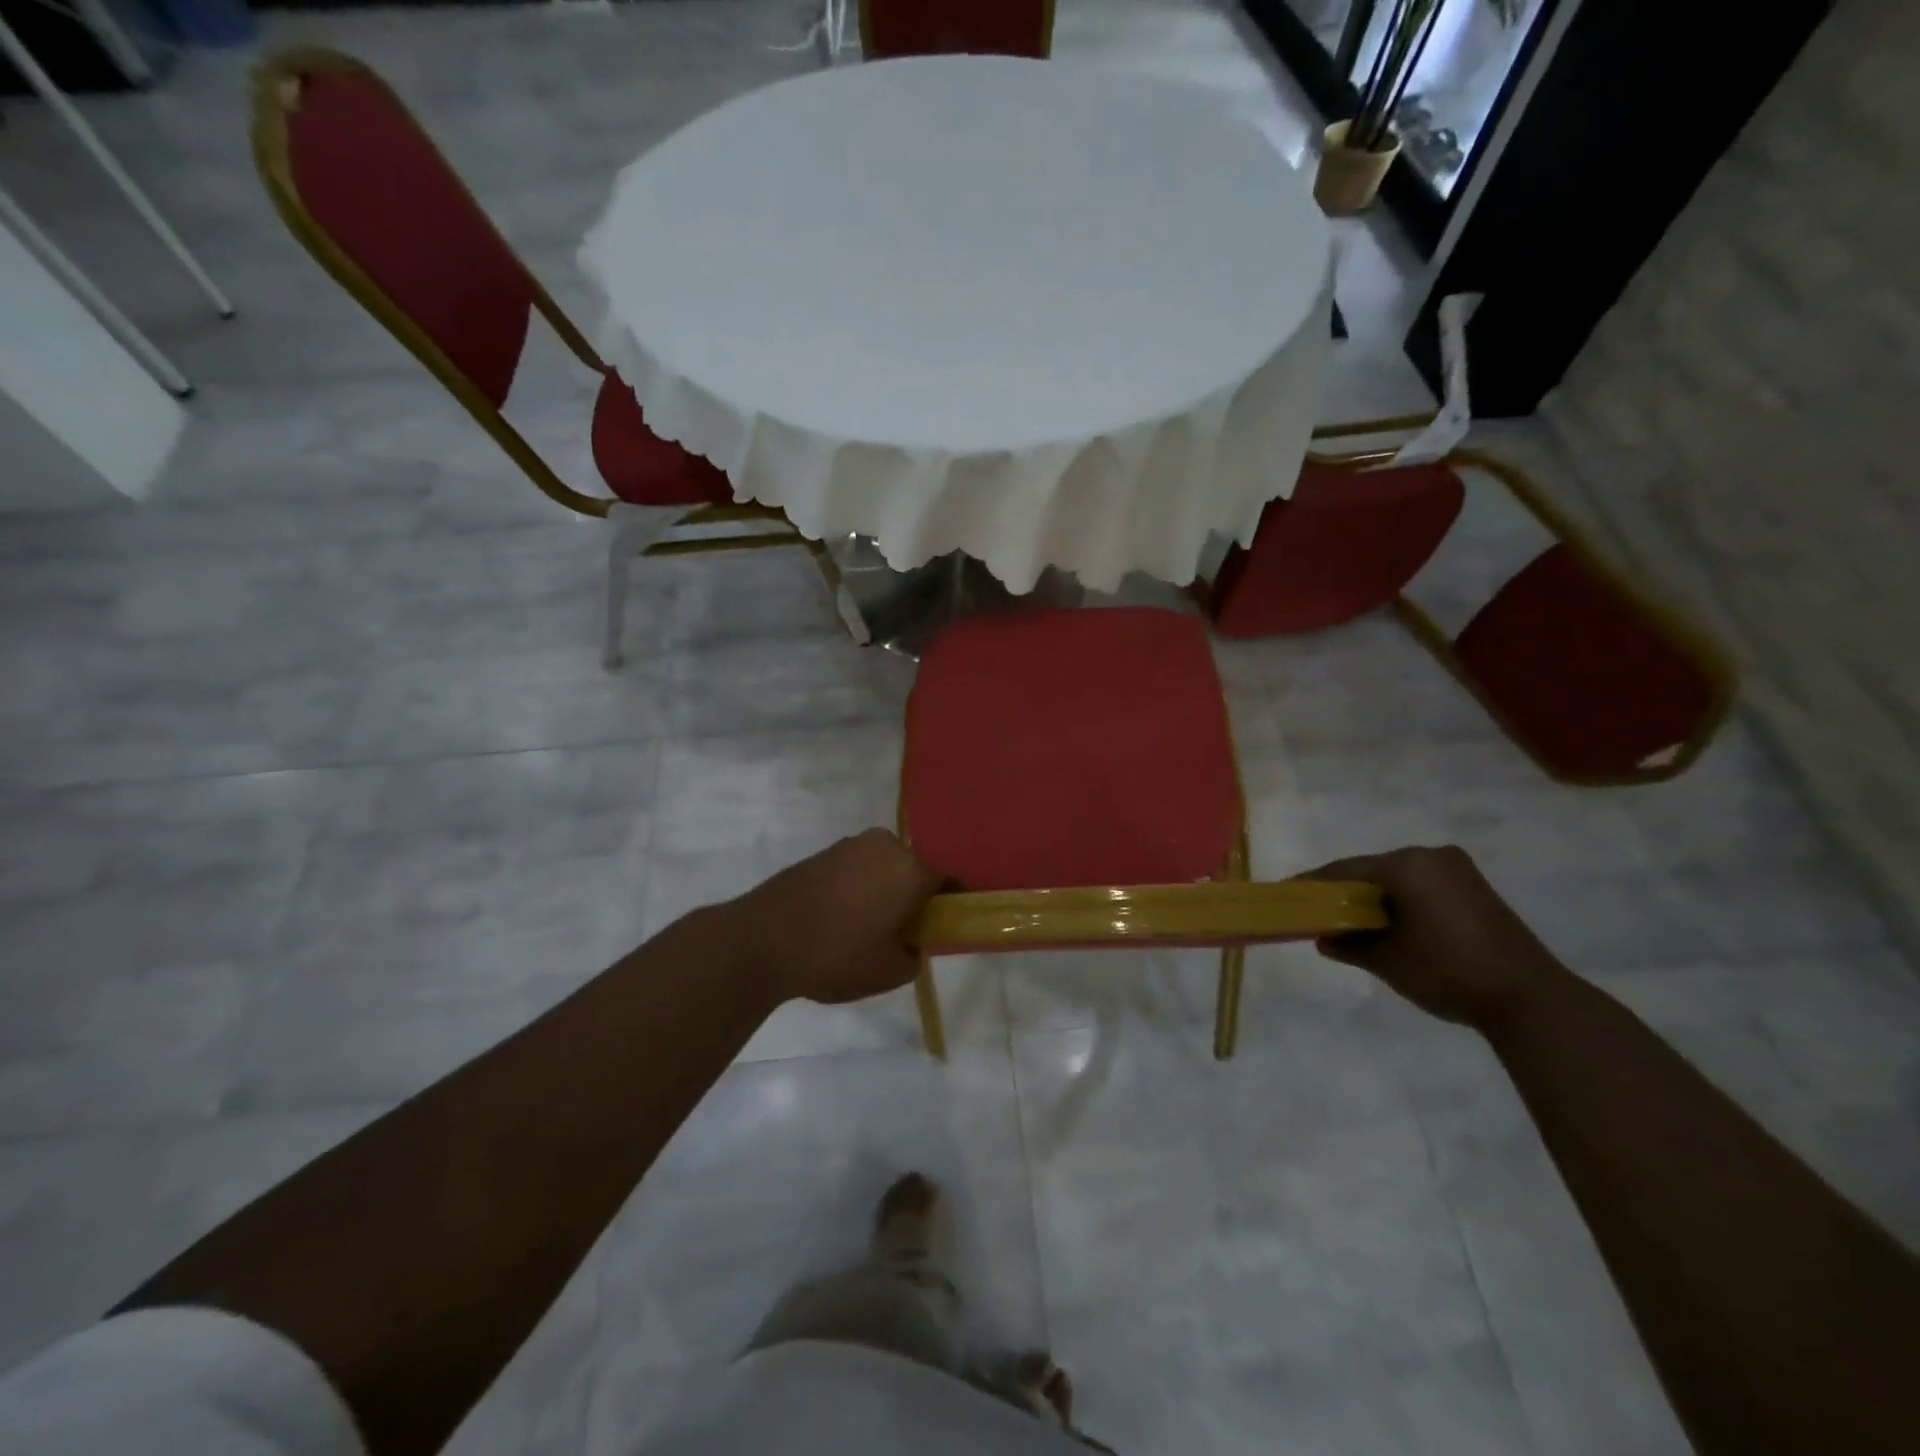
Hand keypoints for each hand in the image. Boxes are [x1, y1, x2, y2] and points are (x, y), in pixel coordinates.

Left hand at [729, 829, 945, 1005]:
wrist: (762, 940)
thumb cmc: (836, 955)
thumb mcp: (889, 972)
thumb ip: (914, 955)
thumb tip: (911, 943)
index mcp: (911, 870)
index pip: (948, 879)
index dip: (952, 902)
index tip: (946, 924)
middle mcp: (886, 846)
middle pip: (915, 869)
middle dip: (915, 895)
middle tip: (904, 930)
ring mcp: (851, 845)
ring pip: (884, 867)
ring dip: (884, 889)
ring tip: (867, 925)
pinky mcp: (824, 852)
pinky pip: (856, 868)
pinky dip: (858, 886)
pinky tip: (841, 916)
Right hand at [1299, 845, 1564, 1029]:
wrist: (1530, 999)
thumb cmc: (1447, 971)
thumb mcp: (1386, 960)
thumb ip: (1349, 945)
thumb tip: (1323, 939)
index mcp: (1406, 865)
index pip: (1344, 869)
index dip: (1314, 884)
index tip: (1289, 895)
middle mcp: (1431, 856)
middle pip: (1372, 870)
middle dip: (1344, 892)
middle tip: (1318, 912)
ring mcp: (1458, 870)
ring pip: (1398, 878)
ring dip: (1374, 898)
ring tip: (1350, 922)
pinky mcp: (1475, 889)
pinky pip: (1422, 886)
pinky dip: (1400, 901)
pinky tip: (1388, 924)